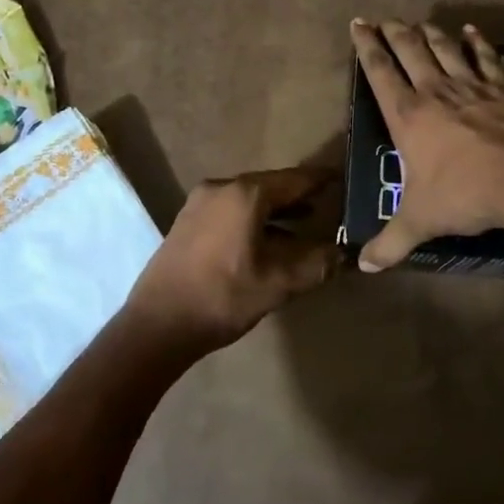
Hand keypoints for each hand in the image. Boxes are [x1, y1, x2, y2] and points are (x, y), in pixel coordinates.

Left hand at [123, 167, 337, 349]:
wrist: (158, 324)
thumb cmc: (223, 297)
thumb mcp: (279, 283)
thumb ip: (317, 264)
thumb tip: (345, 254)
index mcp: (245, 194)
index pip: (294, 179)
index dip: (321, 180)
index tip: (343, 178)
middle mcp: (221, 187)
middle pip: (270, 186)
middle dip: (299, 196)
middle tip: (327, 203)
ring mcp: (199, 203)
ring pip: (249, 199)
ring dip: (276, 210)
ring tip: (304, 223)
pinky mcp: (187, 221)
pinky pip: (230, 210)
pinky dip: (253, 218)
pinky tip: (266, 240)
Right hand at [350, 18, 503, 271]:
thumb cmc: (464, 195)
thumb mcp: (420, 221)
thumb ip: (390, 242)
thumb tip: (362, 265)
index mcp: (408, 115)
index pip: (380, 72)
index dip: (367, 46)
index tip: (358, 24)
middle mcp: (435, 91)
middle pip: (410, 50)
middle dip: (394, 32)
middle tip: (384, 19)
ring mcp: (471, 85)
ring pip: (444, 48)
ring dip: (429, 33)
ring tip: (419, 22)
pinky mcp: (502, 89)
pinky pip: (486, 58)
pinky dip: (477, 42)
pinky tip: (472, 30)